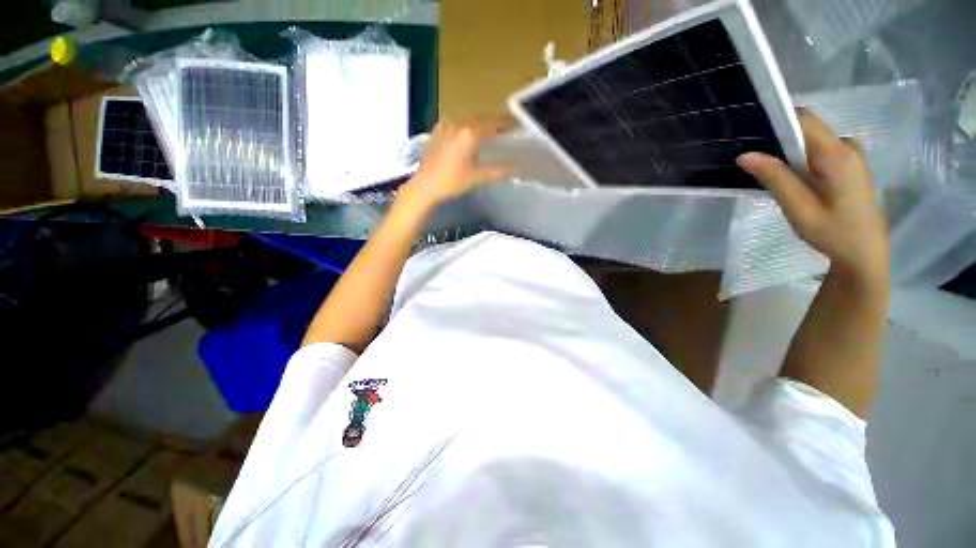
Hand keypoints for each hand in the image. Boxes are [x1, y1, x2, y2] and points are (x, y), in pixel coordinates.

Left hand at [399, 118, 513, 208]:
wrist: (425, 186)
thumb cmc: (452, 181)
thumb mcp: (477, 177)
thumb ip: (498, 170)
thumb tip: (515, 168)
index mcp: (469, 133)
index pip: (492, 123)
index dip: (505, 123)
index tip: (515, 124)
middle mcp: (457, 124)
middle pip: (479, 119)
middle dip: (492, 123)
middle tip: (504, 129)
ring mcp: (445, 127)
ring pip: (466, 121)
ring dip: (478, 124)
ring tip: (487, 132)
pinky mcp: (436, 133)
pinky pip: (454, 125)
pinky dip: (464, 128)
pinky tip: (466, 135)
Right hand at [737, 110, 889, 283]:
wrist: (865, 253)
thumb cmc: (834, 233)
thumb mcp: (799, 209)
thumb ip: (775, 178)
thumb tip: (745, 155)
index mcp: (838, 154)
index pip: (803, 120)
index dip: (775, 121)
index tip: (749, 135)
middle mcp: (847, 145)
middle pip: (805, 129)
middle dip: (777, 141)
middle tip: (753, 163)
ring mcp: (851, 153)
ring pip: (810, 140)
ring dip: (787, 153)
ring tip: (768, 175)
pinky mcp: (849, 163)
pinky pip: (818, 150)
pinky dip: (799, 159)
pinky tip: (791, 180)